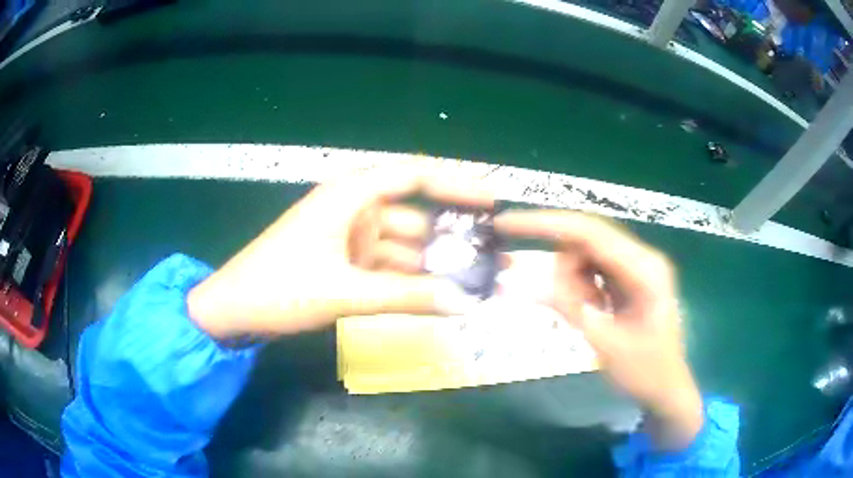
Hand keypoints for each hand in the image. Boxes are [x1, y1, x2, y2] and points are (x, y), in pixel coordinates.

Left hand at [187, 169, 491, 338]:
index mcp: (350, 195)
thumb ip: (405, 298)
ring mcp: (349, 239)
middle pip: (414, 217)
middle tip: (492, 259)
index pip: (414, 176)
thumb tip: (463, 303)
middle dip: (451, 239)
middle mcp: (354, 210)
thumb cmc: (279, 288)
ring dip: (432, 267)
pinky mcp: (344, 264)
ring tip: (472, 285)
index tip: (493, 199)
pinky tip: (436, 298)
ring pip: (402, 249)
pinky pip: (386, 269)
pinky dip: (409, 283)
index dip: (456, 183)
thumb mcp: (344, 292)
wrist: (233, 310)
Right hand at [496, 211, 702, 450]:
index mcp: (644, 268)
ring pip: (584, 255)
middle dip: (562, 268)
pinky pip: (591, 270)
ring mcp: (635, 266)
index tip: (505, 224)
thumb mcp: (606, 344)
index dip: (544, 224)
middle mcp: (641, 257)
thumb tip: (516, 284)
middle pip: (585, 240)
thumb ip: (567, 308)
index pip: (588, 232)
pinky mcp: (627, 278)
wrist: (666, 389)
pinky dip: (579, 288)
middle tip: (562, 305)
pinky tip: (591, 311)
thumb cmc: (645, 372)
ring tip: (586, 317)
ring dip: (572, 283)